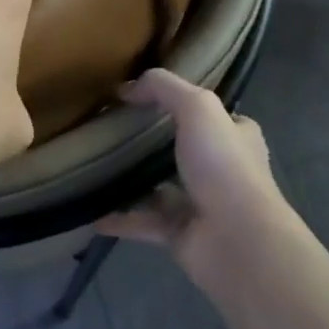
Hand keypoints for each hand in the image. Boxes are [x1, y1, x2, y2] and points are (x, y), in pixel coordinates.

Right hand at [97, 68, 286, 276]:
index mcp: (237, 139)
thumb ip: (164, 88)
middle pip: (183, 152)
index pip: (214, 117)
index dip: (186, 106)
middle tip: (113, 131)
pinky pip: (142, 223)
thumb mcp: (198, 107)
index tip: (147, 100)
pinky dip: (118, 218)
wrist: (237, 240)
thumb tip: (126, 88)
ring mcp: (201, 205)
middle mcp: (223, 171)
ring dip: (132, 182)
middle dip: (151, 145)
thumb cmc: (223, 166)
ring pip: (159, 189)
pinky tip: (92, 211)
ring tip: (95, 168)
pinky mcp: (181, 234)